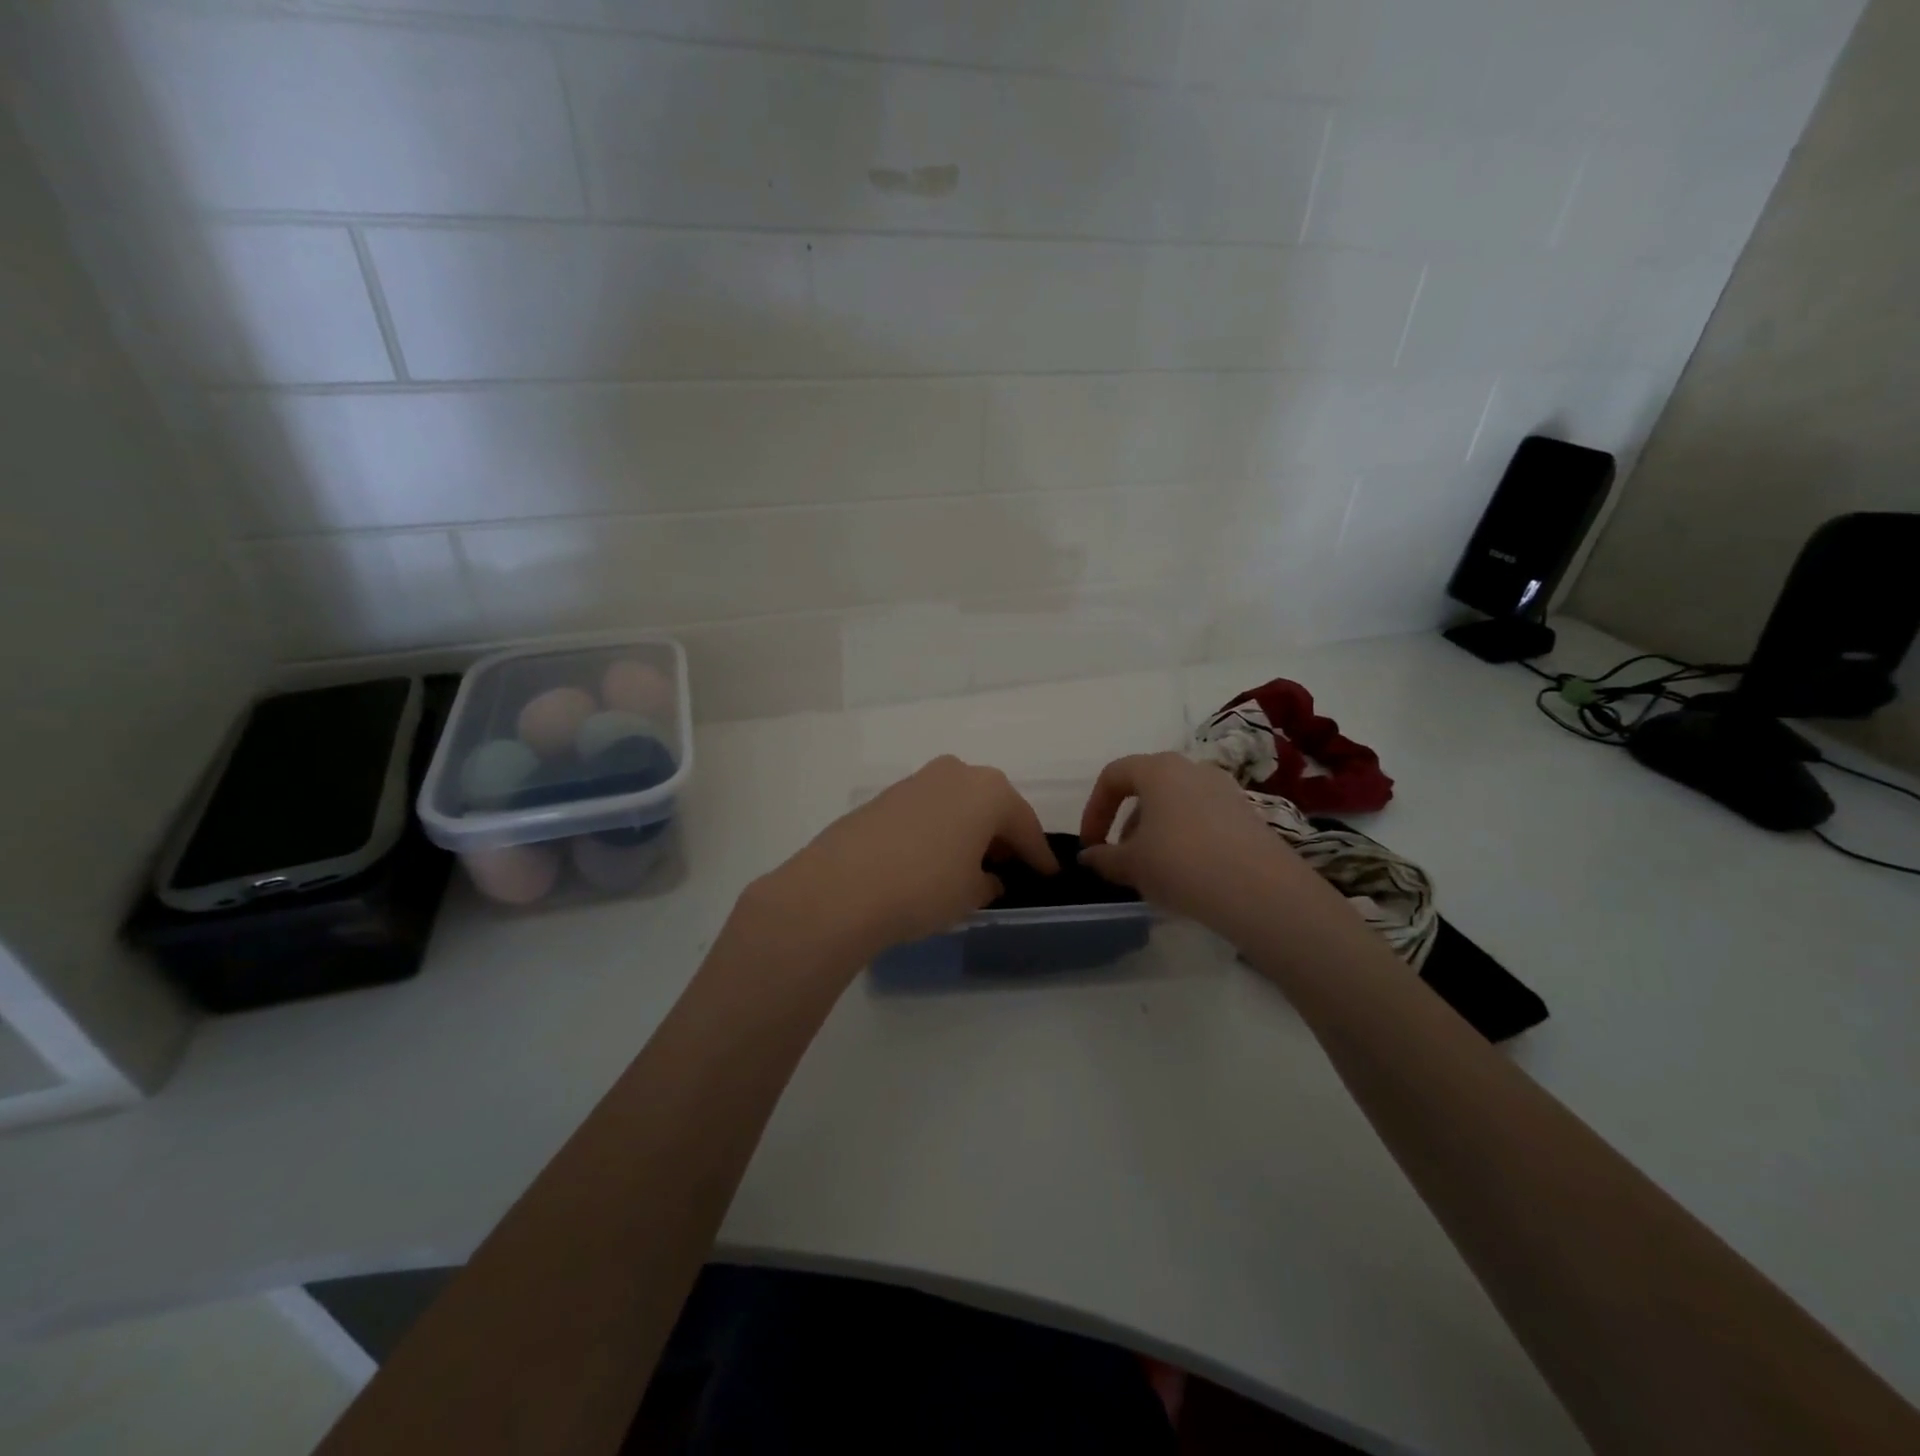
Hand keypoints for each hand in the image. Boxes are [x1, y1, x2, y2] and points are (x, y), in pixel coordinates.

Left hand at [751, 756, 1057, 968]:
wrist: (840, 888)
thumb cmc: (924, 887)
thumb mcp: (970, 894)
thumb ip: (989, 883)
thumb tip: (990, 879)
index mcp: (989, 790)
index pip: (1026, 826)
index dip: (1039, 856)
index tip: (1049, 876)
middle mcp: (956, 773)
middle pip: (991, 806)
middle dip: (1002, 837)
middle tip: (1008, 869)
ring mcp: (917, 780)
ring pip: (958, 805)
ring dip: (968, 831)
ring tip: (968, 866)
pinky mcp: (886, 795)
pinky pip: (928, 811)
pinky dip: (939, 831)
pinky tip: (932, 859)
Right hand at [1079, 752, 1296, 929]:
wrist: (1260, 891)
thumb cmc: (1181, 864)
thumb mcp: (1131, 865)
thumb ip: (1104, 857)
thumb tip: (1089, 856)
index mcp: (1158, 769)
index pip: (1113, 776)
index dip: (1094, 809)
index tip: (1090, 844)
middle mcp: (1192, 769)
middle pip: (1147, 788)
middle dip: (1127, 822)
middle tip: (1121, 858)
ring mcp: (1225, 790)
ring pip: (1176, 805)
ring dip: (1155, 832)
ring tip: (1153, 870)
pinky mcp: (1247, 815)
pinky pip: (1202, 820)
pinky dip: (1185, 839)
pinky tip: (1186, 874)